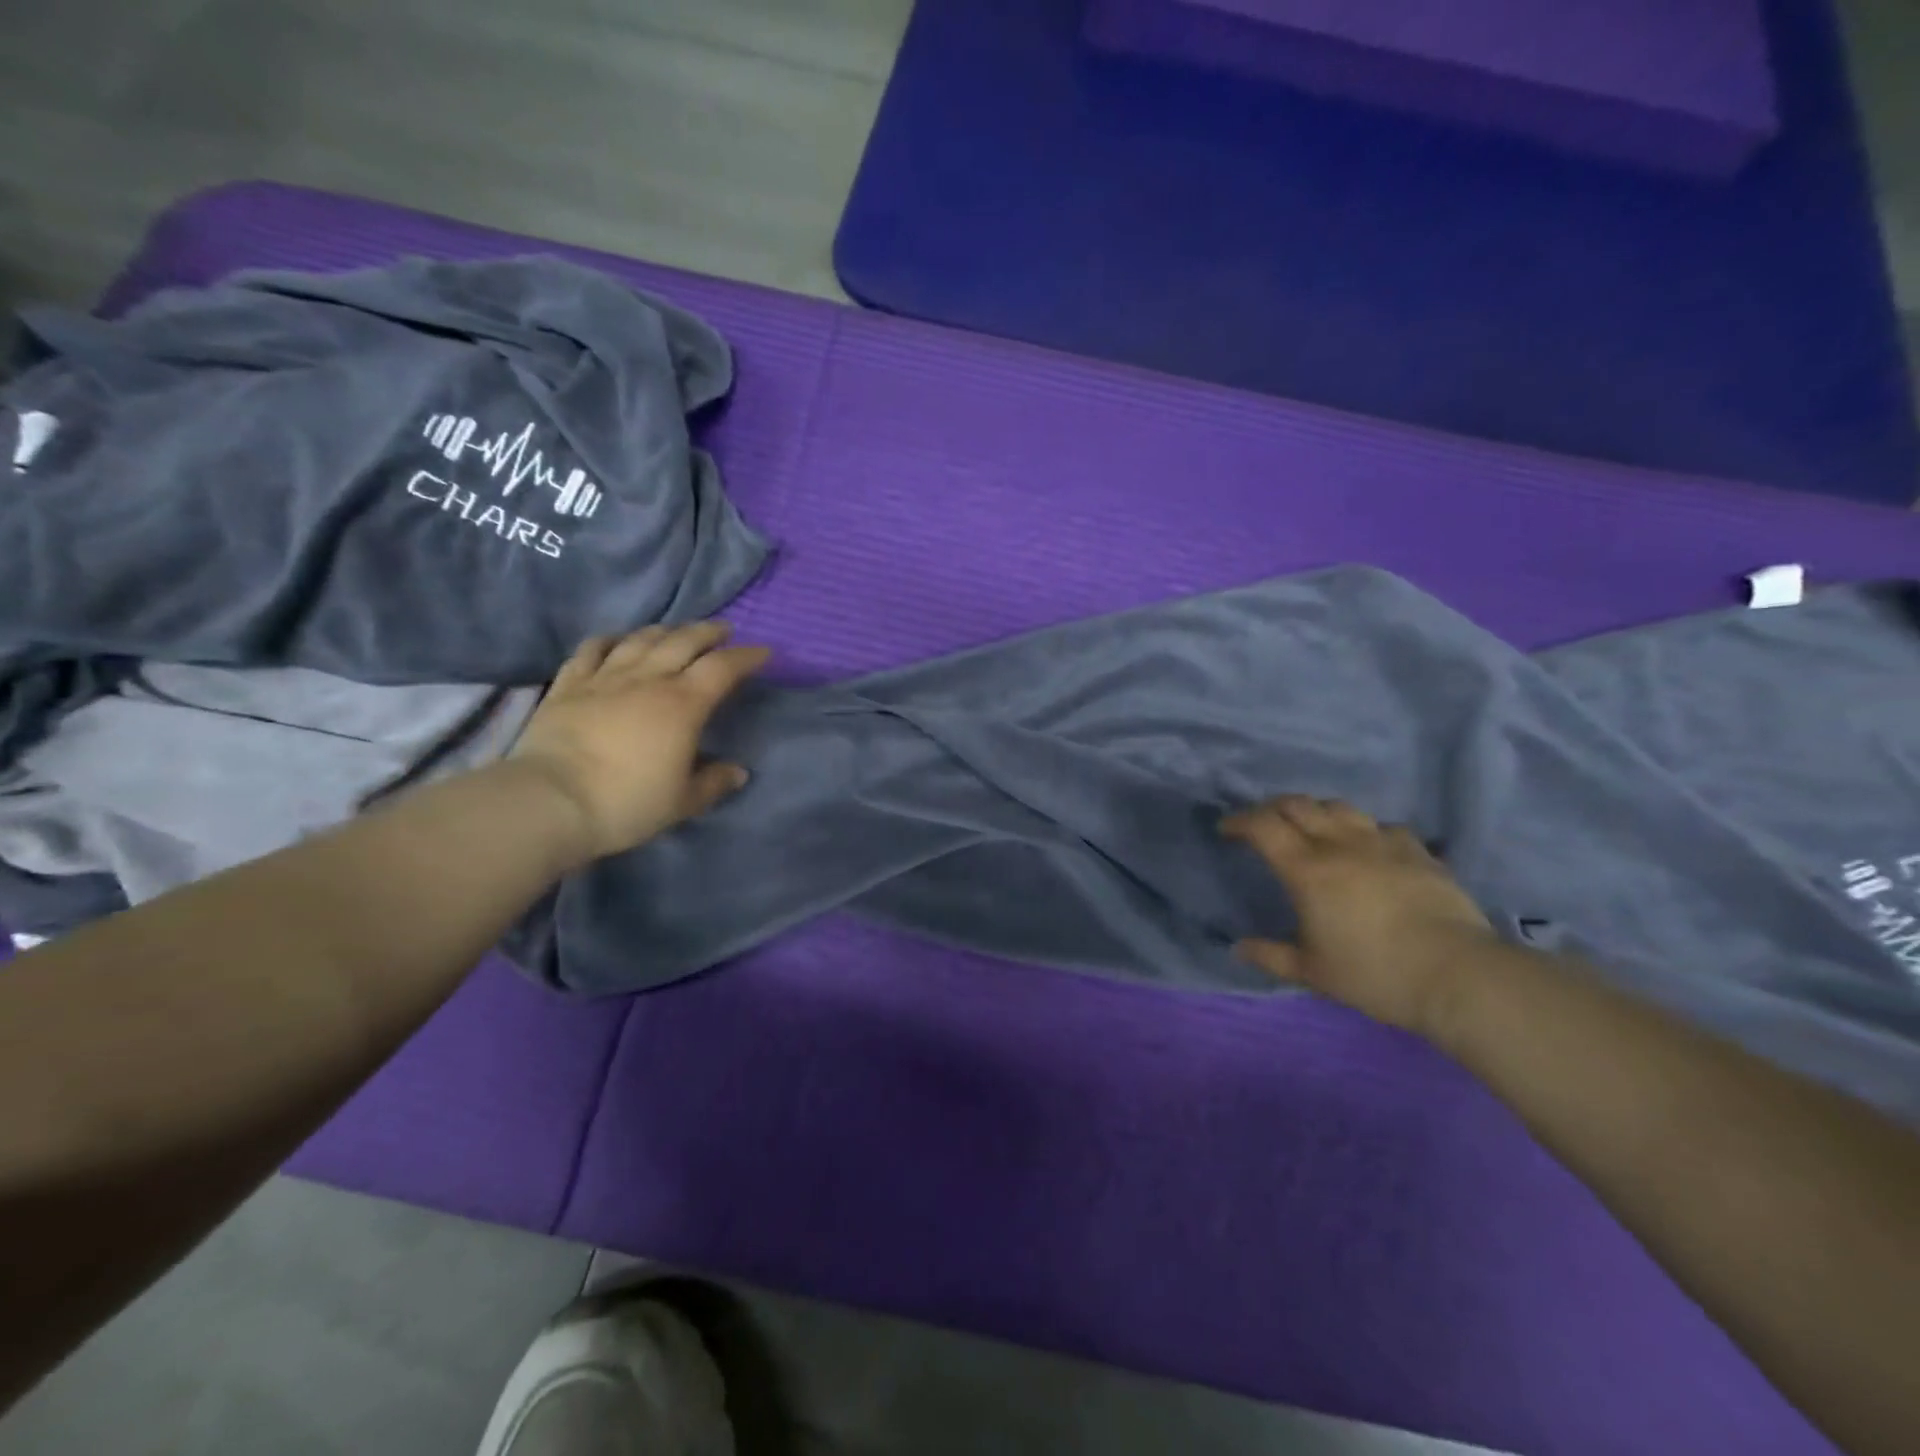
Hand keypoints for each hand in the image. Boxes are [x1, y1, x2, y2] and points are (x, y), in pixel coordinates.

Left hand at [511, 623, 770, 863]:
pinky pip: (591, 650)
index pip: (723, 668)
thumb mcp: (682, 802)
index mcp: (683, 704)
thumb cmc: (627, 803)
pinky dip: (608, 640)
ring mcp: (605, 678)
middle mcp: (648, 680)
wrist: (551, 801)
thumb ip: (713, 783)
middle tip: (723, 631)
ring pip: (640, 639)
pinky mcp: (568, 685)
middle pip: (683, 641)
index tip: (762, 652)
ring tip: (675, 631)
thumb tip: (738, 772)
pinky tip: (615, 640)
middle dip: (708, 632)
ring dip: (663, 630)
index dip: (746, 656)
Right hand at [1222, 796, 1496, 1035]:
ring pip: (1339, 807)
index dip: (1239, 821)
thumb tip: (1239, 948)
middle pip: (1297, 804)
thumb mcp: (1313, 972)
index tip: (1226, 830)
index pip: (1262, 826)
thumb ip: (1271, 956)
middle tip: (1263, 825)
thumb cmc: (1375, 973)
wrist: (1457, 975)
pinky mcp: (1417, 851)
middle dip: (1271, 809)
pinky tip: (1367, 848)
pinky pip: (1381, 827)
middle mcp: (1340, 844)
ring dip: (1315, 812)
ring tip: (1312, 829)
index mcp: (1306, 869)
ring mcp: (1382, 843)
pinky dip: (1362, 831)